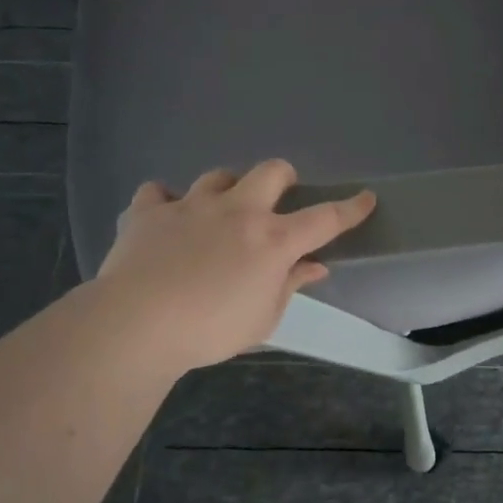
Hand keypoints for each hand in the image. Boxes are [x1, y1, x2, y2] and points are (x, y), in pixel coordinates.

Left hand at [92, 160, 374, 376]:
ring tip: (219, 211)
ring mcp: (191, 206)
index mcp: (272, 241)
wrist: (137, 324)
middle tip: (278, 199)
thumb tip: (314, 267)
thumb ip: (290, 286)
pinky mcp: (149, 212)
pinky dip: (165, 202)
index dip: (350, 208)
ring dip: (226, 189)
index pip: (324, 219)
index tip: (366, 198)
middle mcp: (237, 211)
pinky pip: (158, 191)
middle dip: (283, 178)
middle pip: (271, 172)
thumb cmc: (210, 330)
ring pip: (217, 176)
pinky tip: (165, 220)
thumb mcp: (263, 318)